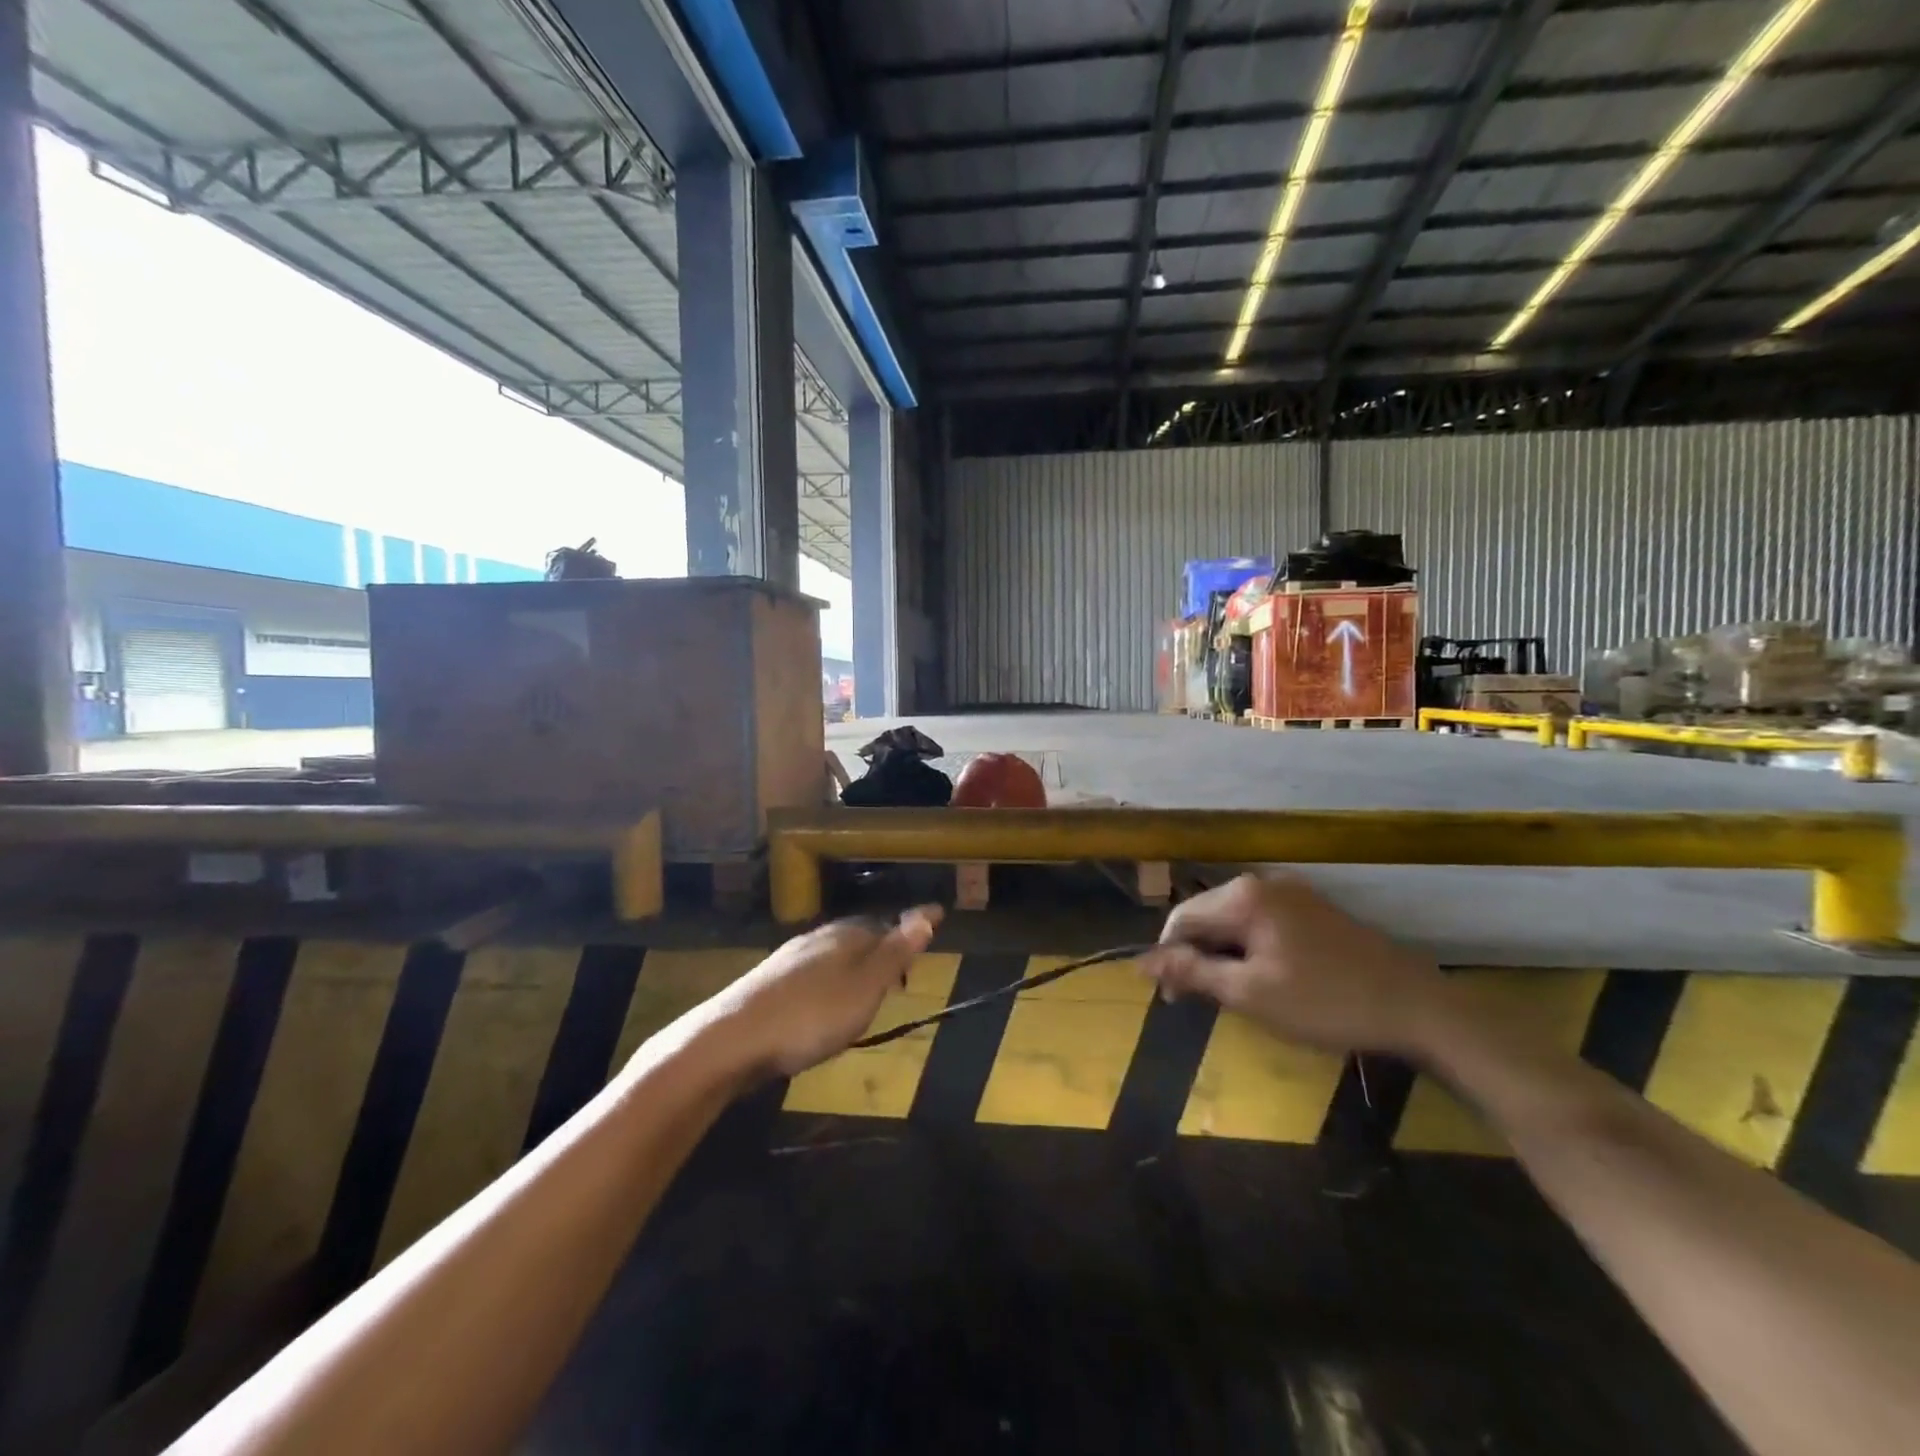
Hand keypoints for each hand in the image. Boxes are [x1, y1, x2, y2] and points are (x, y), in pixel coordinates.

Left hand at [698, 907, 943, 1078]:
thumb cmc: (811, 1015)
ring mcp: (790, 959)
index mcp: (846, 935)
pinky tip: (825, 1002)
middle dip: (883, 947)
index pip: (887, 925)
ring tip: (869, 988)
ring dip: (855, 966)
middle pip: (860, 937)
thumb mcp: (865, 987)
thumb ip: (895, 953)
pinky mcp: (769, 983)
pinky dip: (831, 981)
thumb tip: (927, 913)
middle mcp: (818, 938)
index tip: (935, 924)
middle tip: (903, 968)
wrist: (731, 1039)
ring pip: (834, 955)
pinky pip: (813, 973)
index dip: (910, 931)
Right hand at [1141, 874, 1447, 1055]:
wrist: (1417, 1007)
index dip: (1169, 959)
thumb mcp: (1250, 994)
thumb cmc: (1324, 1002)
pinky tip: (1266, 979)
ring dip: (1224, 955)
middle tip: (1204, 1003)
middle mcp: (1263, 882)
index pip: (1181, 918)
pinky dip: (1252, 949)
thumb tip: (1142, 962)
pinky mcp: (1314, 909)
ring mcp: (1293, 892)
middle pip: (1208, 915)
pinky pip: (1263, 922)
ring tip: (1235, 995)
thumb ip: (1192, 972)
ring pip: (1235, 920)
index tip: (1172, 1001)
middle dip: (1198, 956)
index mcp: (1244, 896)